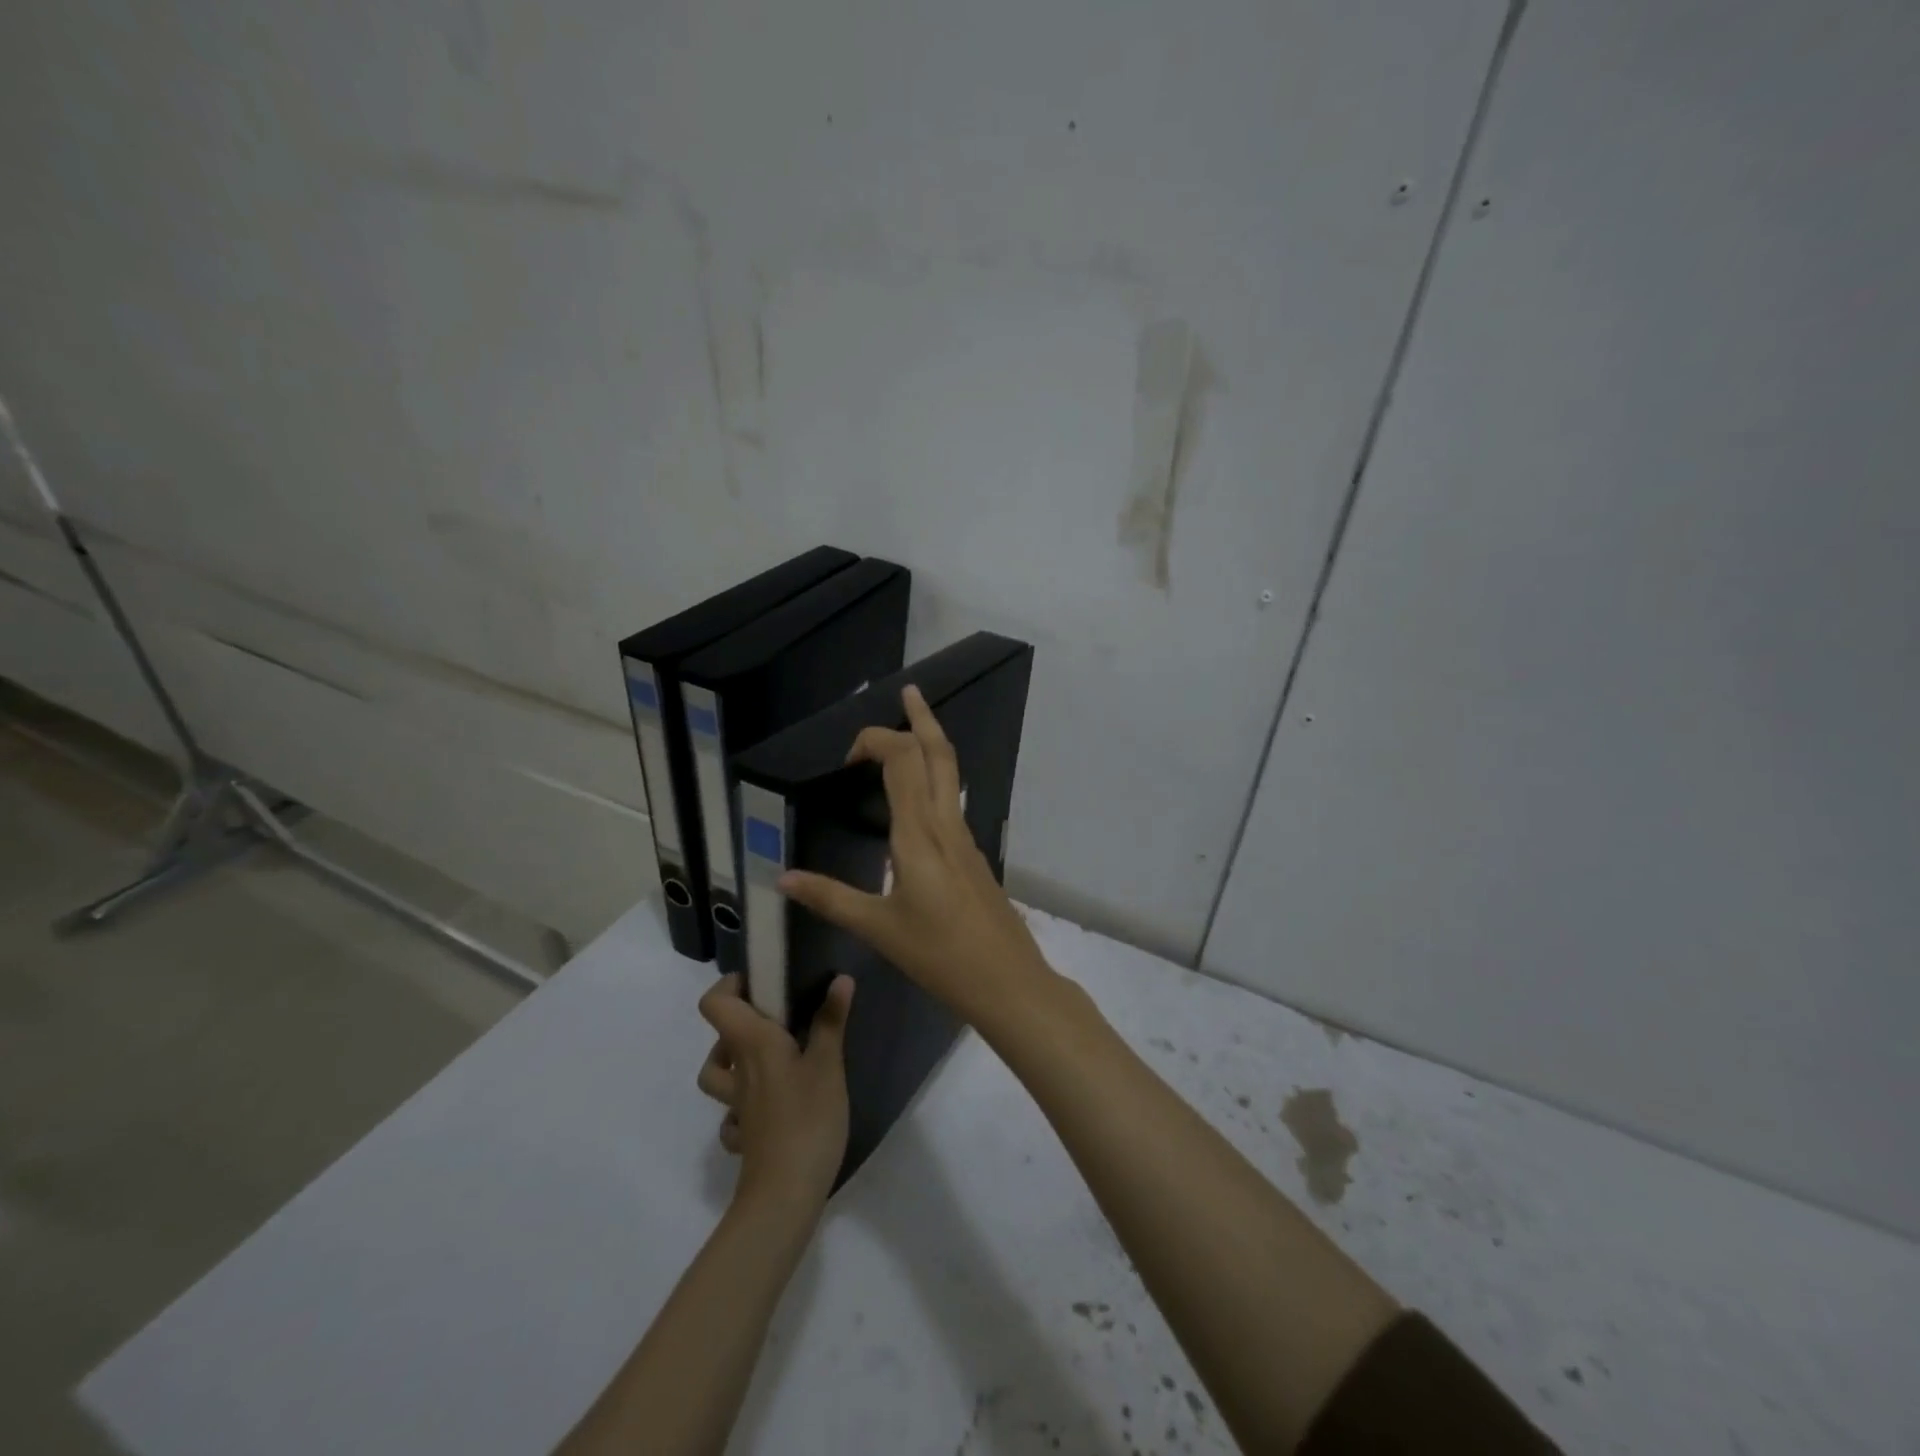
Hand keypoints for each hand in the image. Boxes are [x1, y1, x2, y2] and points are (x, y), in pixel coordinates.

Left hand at [696, 973, 853, 1215]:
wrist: (783, 1195)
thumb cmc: (807, 1118)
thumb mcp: (828, 1064)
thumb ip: (831, 1021)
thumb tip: (840, 978)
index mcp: (753, 1044)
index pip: (716, 1004)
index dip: (729, 986)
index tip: (760, 982)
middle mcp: (738, 1071)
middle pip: (720, 1036)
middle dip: (743, 1021)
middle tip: (781, 1018)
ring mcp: (738, 1107)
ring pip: (719, 1076)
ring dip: (736, 1061)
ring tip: (772, 1056)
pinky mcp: (746, 1136)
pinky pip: (734, 1113)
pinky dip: (744, 1105)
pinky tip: (772, 1106)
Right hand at [778, 684, 1053, 1029]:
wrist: (1007, 981)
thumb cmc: (939, 955)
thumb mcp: (878, 928)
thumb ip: (831, 899)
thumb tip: (782, 878)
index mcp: (919, 834)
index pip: (903, 760)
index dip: (877, 740)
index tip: (847, 754)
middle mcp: (946, 824)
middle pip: (939, 753)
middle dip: (922, 717)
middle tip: (907, 691)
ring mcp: (965, 837)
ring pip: (952, 773)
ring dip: (932, 743)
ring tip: (912, 727)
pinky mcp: (973, 854)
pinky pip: (953, 799)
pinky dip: (936, 777)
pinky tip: (921, 795)